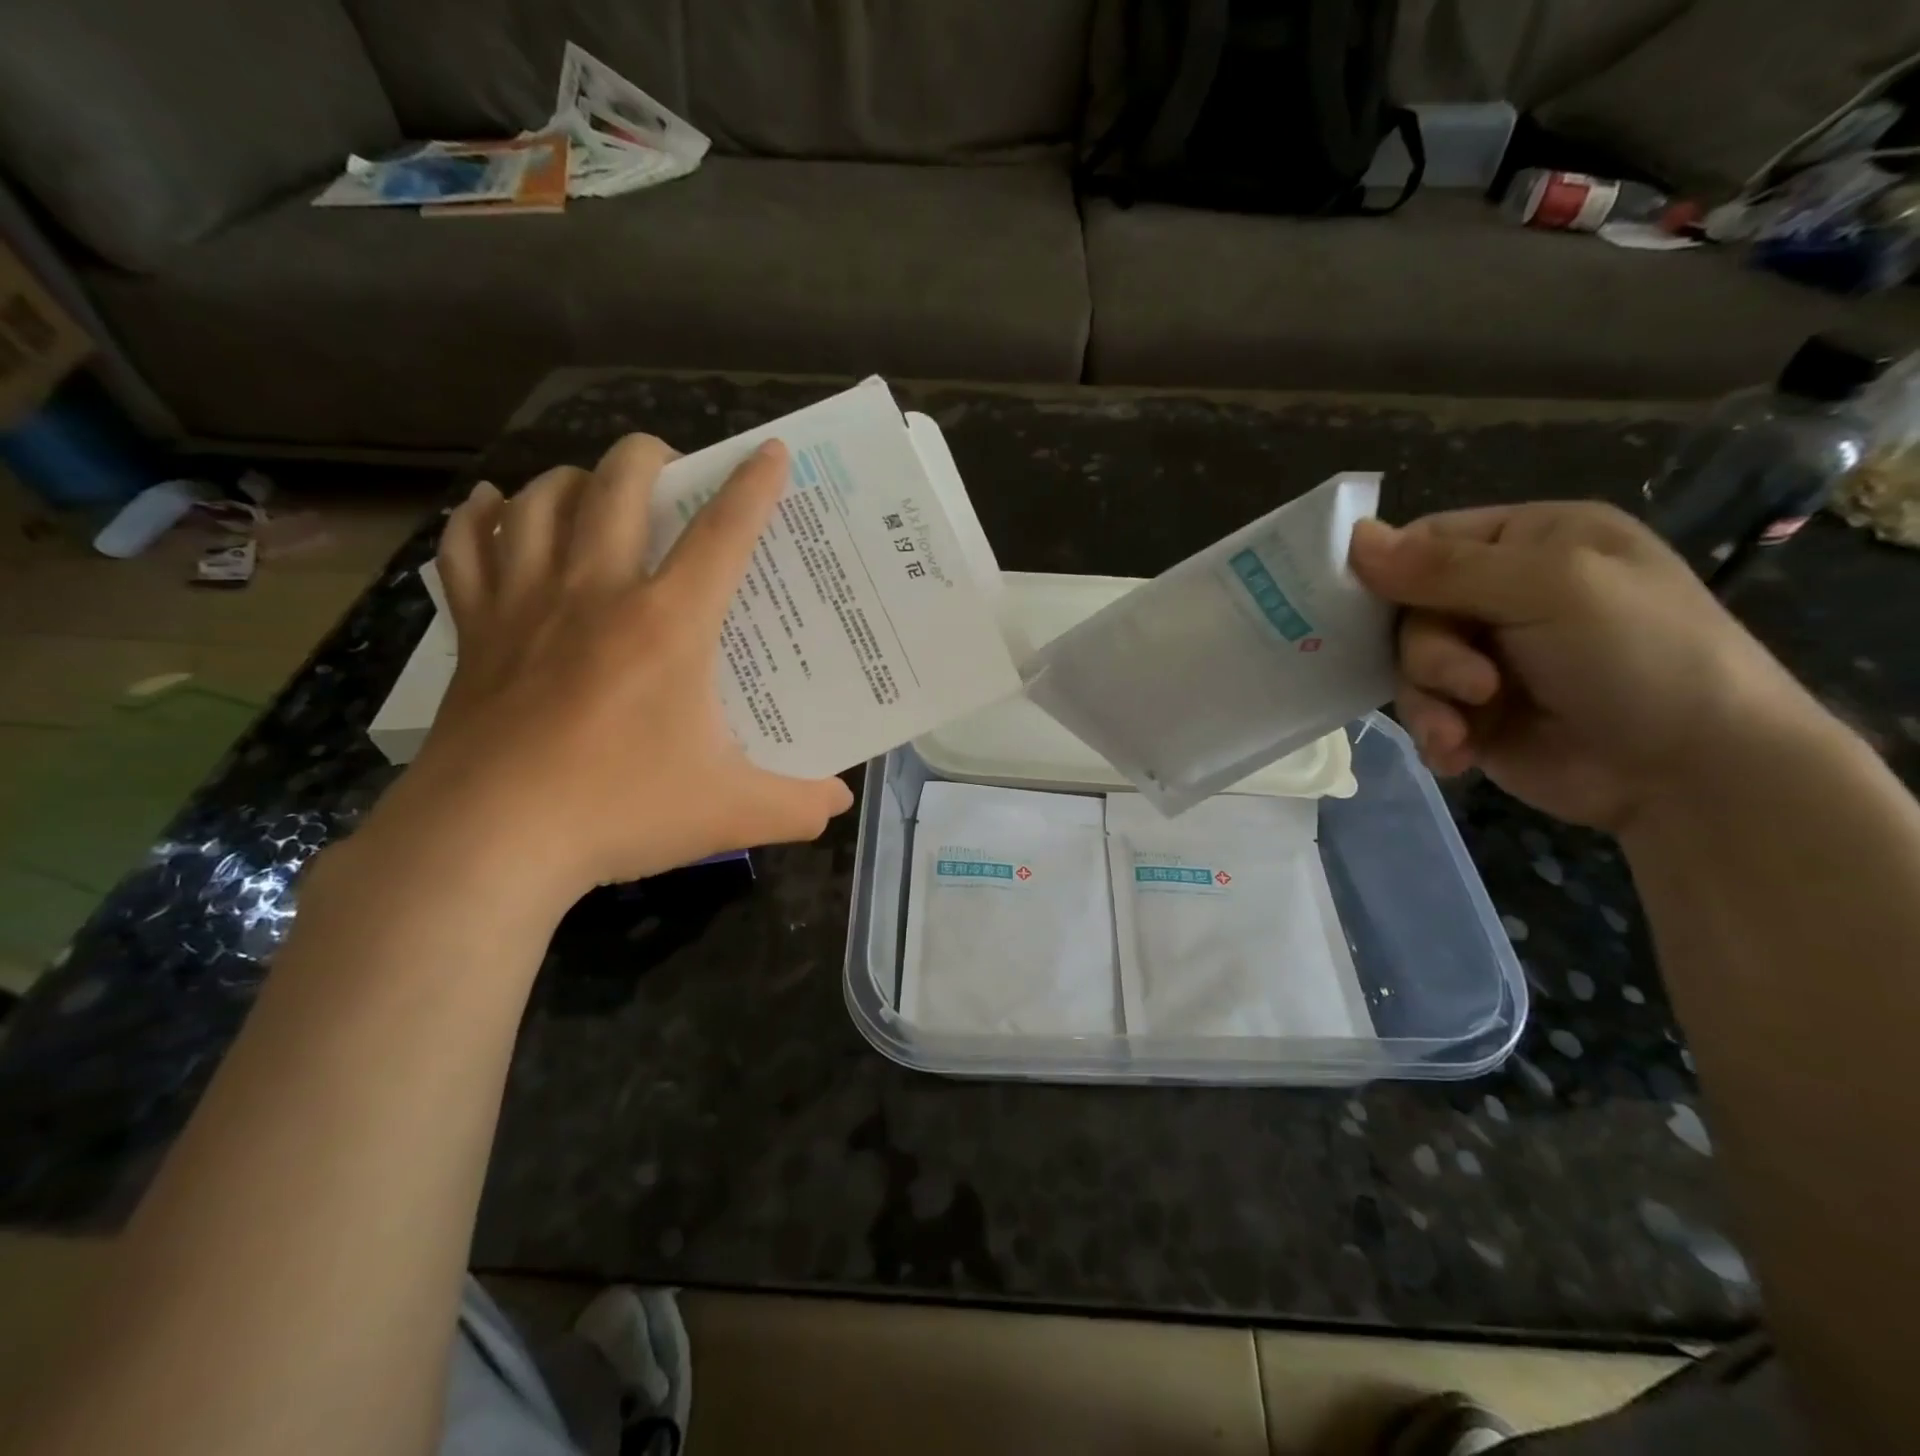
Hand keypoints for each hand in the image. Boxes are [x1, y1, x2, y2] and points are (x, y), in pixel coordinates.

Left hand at [365, 434, 853, 908]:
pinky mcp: (476, 631)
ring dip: (573, 478)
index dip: (753, 486)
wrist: (490, 840)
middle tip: (673, 468)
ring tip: (595, 490)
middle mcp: (597, 592)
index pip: (723, 533)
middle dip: (651, 456)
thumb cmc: (620, 810)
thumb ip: (799, 805)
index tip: (770, 451)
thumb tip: (841, 801)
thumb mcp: (733, 812)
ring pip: (541, 500)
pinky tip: (495, 510)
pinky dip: (482, 518)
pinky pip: (469, 548)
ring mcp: (527, 605)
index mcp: (669, 623)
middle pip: (618, 484)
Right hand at [1348, 501, 1824, 832]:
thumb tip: (1351, 538)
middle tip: (1472, 684)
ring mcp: (1485, 656)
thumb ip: (1445, 566)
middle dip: (1428, 654)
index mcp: (1529, 542)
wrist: (1692, 773)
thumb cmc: (1639, 655)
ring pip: (1406, 665)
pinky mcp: (1473, 712)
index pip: (1425, 541)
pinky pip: (1419, 710)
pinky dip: (1433, 732)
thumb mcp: (1548, 589)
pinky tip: (1458, 753)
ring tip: (1463, 730)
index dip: (1390, 572)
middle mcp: (1501, 594)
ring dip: (1428, 700)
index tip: (1368, 606)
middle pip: (1407, 610)